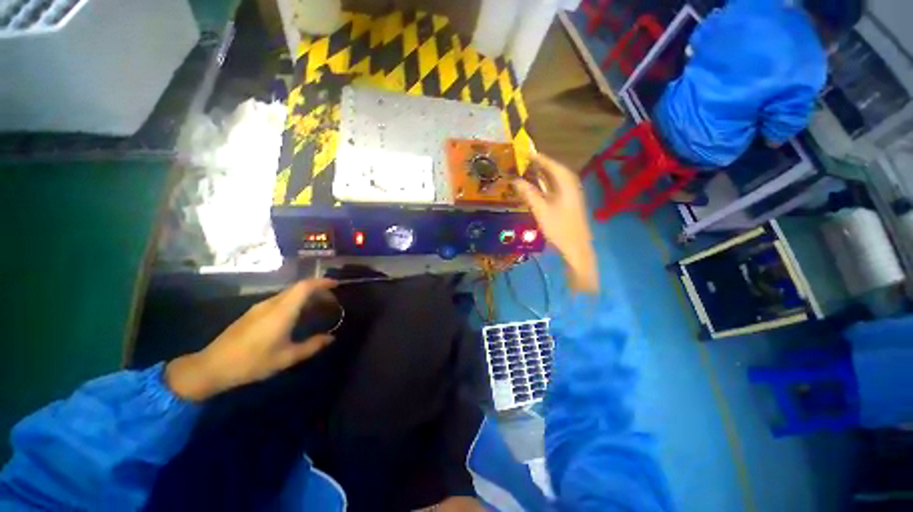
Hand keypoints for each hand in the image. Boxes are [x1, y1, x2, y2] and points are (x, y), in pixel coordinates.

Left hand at [166, 279, 337, 401]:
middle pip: (299, 288)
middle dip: (318, 290)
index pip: (305, 286)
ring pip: (289, 294)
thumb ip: (312, 346)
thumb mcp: (287, 357)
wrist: (211, 367)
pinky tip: (298, 317)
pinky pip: (281, 300)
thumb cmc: (252, 362)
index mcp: (282, 311)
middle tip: (332, 301)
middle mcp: (272, 303)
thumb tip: (331, 338)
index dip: (322, 282)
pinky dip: (295, 303)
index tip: (337, 285)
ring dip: (307, 297)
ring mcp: (260, 307)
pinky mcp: (253, 313)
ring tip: (318, 309)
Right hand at [513, 153, 598, 293]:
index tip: (522, 152)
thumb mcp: (541, 210)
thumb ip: (528, 193)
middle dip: (536, 165)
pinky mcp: (567, 201)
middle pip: (552, 169)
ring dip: (539, 175)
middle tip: (519, 162)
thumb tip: (515, 180)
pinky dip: (542, 185)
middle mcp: (569, 183)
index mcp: (566, 182)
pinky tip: (533, 187)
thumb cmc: (559, 228)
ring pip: (552, 178)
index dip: (536, 158)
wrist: (576, 247)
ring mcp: (569, 193)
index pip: (549, 163)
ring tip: (523, 171)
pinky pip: (553, 187)